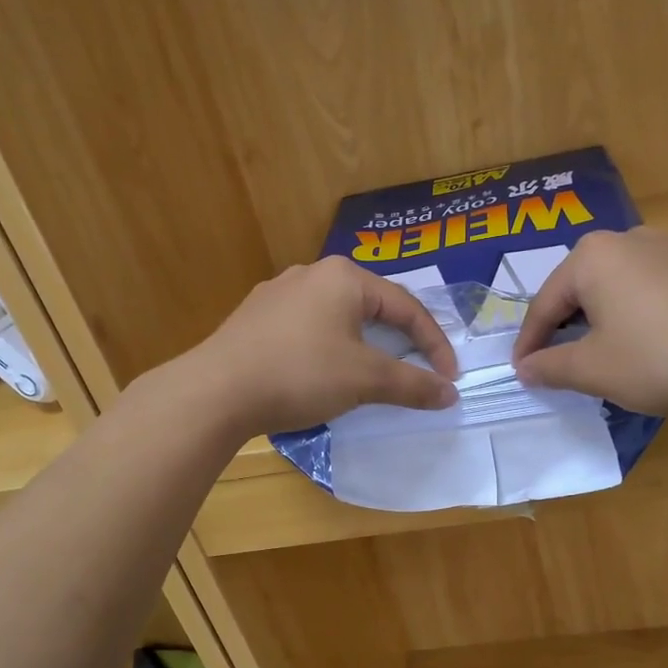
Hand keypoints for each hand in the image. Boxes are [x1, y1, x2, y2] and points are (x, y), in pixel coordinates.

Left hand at [185, 256, 458, 433]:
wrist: (216, 391)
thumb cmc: (301, 374)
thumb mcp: (366, 380)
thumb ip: (413, 385)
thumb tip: (451, 394)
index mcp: (344, 277)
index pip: (407, 306)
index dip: (434, 344)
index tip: (449, 378)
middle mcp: (311, 273)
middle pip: (372, 306)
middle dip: (399, 340)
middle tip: (416, 369)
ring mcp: (278, 293)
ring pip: (338, 317)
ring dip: (364, 344)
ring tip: (373, 372)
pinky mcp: (255, 318)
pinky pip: (308, 328)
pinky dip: (330, 348)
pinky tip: (323, 372)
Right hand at [511, 228, 667, 415]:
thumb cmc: (659, 358)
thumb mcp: (593, 370)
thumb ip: (550, 367)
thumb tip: (524, 368)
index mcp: (591, 257)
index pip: (545, 305)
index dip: (529, 343)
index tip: (521, 372)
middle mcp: (626, 238)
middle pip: (579, 288)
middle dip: (564, 326)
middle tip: (556, 362)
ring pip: (615, 285)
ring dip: (599, 318)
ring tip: (598, 352)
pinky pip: (648, 286)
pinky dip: (634, 312)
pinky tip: (642, 339)